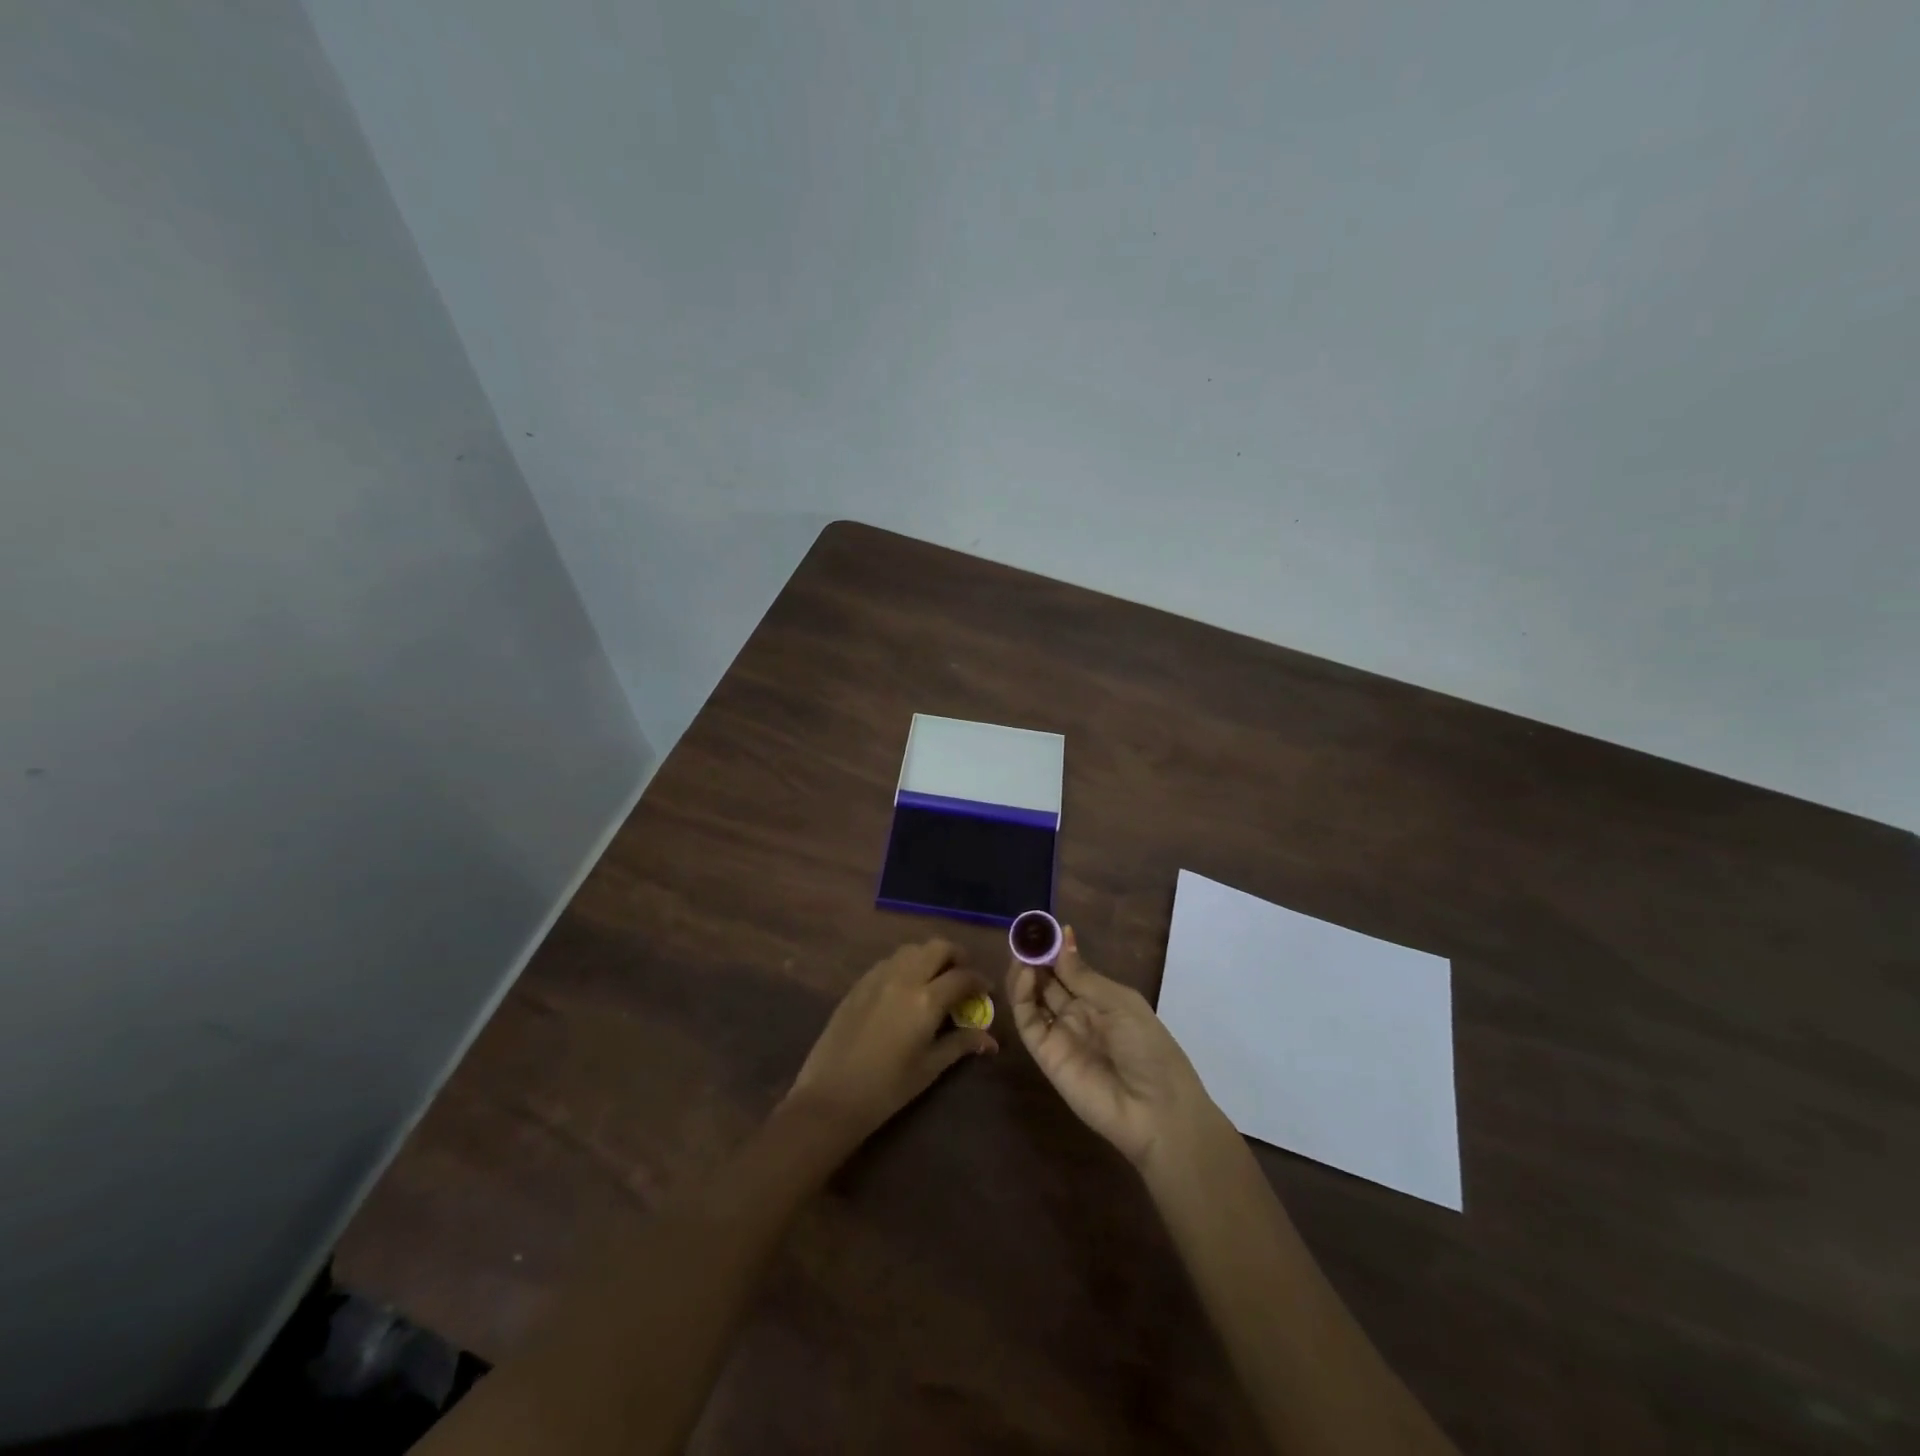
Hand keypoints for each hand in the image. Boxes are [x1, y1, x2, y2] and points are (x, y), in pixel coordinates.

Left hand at [786, 939, 996, 1146]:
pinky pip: (889, 961)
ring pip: (912, 949)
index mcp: (926, 1000)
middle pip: (937, 947)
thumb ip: (960, 1045)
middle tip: (963, 976)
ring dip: (929, 957)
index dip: (979, 981)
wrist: (831, 1096)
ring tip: (935, 979)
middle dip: (956, 956)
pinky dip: (905, 965)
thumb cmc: (887, 1089)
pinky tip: (906, 988)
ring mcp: (878, 977)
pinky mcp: (859, 983)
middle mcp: (904, 978)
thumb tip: (990, 1039)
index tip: (986, 991)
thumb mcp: (929, 1068)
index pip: (962, 976)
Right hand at [1008, 927, 1213, 1168]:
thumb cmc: (1149, 1048)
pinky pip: (1028, 1022)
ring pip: (1033, 998)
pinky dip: (1021, 997)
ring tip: (1021, 953)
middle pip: (1048, 981)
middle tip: (1022, 935)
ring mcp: (1060, 1034)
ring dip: (1024, 974)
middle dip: (1035, 958)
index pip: (1069, 968)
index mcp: (1101, 1000)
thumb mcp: (1120, 1003)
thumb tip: (1062, 936)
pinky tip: (1025, 975)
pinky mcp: (1045, 1055)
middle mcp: (1077, 1014)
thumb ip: (1083, 975)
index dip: (1055, 948)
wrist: (1156, 1110)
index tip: (1040, 927)